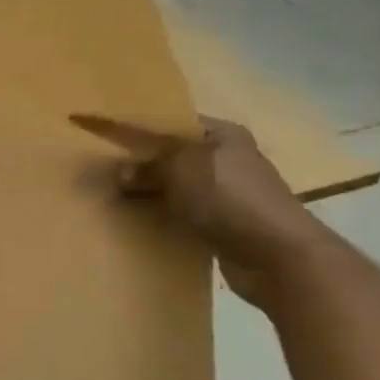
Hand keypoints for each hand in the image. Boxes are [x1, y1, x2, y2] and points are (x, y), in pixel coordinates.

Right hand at [70, 114, 338, 306]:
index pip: (173, 123)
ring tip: (112, 198)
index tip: (106, 136)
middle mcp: (227, 160)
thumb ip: (147, 165)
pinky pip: (182, 215)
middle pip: (172, 157)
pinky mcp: (223, 226)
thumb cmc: (229, 197)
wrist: (276, 256)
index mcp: (223, 135)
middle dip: (140, 164)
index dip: (139, 128)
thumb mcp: (181, 168)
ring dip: (149, 194)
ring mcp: (227, 195)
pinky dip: (161, 218)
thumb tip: (121, 172)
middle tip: (103, 171)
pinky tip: (137, 224)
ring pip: (175, 188)